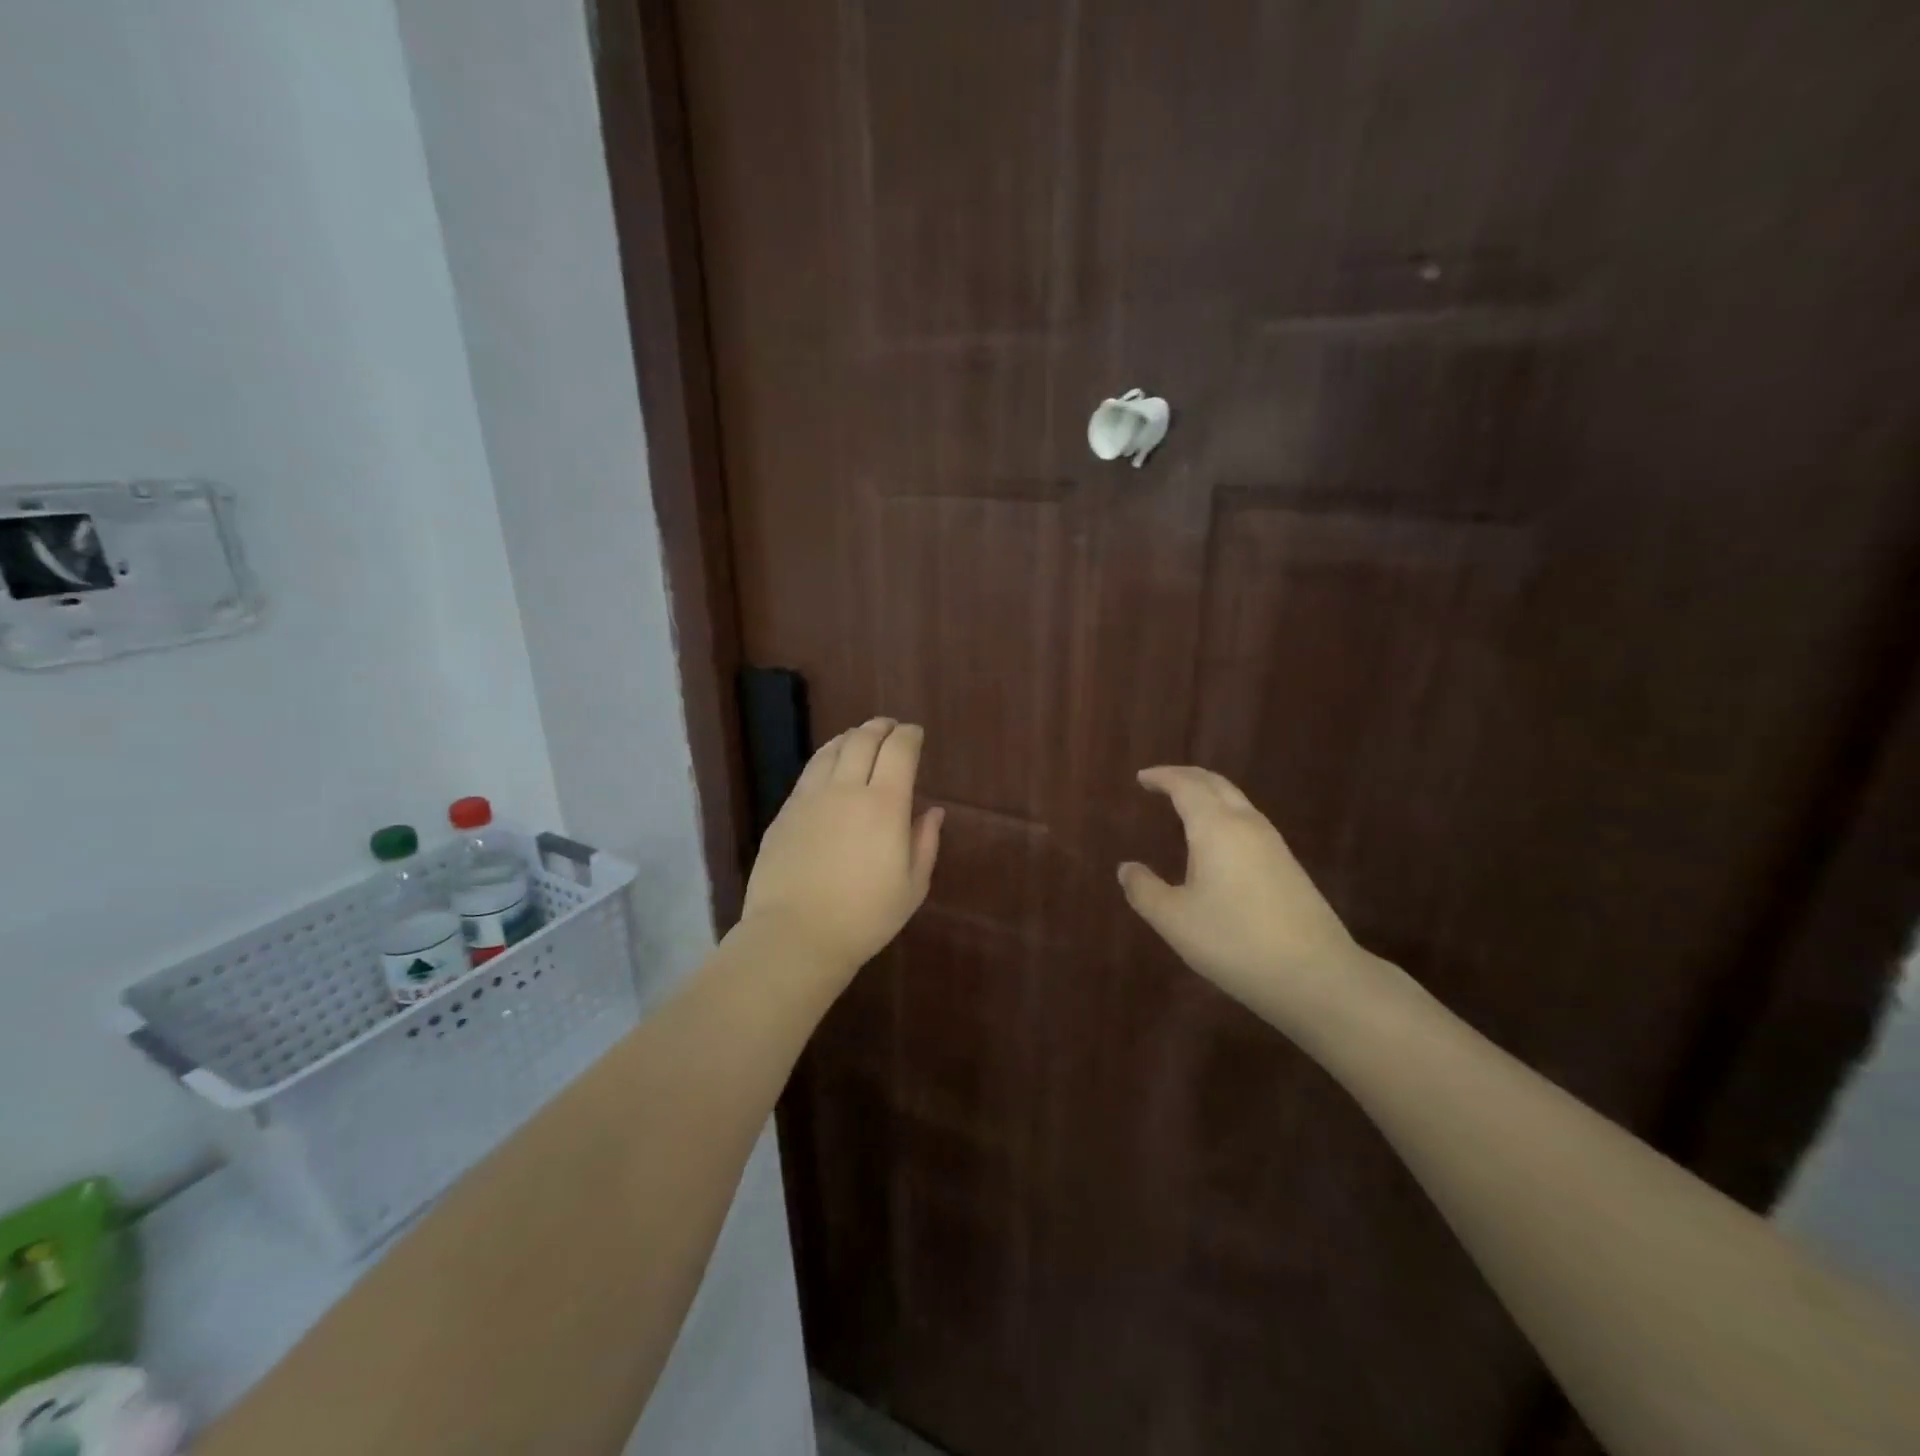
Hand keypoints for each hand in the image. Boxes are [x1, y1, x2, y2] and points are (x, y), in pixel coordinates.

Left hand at [740, 717, 944, 979]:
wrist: (795, 936)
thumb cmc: (865, 917)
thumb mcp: (912, 886)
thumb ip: (925, 843)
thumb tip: (931, 812)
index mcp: (885, 805)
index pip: (899, 750)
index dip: (910, 735)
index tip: (915, 734)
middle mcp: (847, 789)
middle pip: (864, 739)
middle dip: (881, 727)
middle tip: (890, 728)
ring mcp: (810, 798)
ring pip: (832, 750)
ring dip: (851, 736)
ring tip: (860, 738)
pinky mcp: (785, 812)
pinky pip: (810, 771)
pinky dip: (827, 757)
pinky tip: (830, 766)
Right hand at [1118, 766, 1380, 1029]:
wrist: (1316, 975)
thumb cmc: (1235, 942)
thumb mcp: (1175, 920)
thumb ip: (1144, 890)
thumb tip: (1126, 868)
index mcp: (1215, 827)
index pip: (1186, 786)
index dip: (1162, 777)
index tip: (1141, 778)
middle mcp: (1246, 825)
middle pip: (1216, 784)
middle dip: (1186, 777)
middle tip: (1160, 782)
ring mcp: (1273, 844)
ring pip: (1236, 801)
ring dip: (1208, 795)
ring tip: (1184, 807)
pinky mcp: (1288, 866)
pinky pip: (1248, 822)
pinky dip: (1224, 815)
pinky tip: (1217, 842)